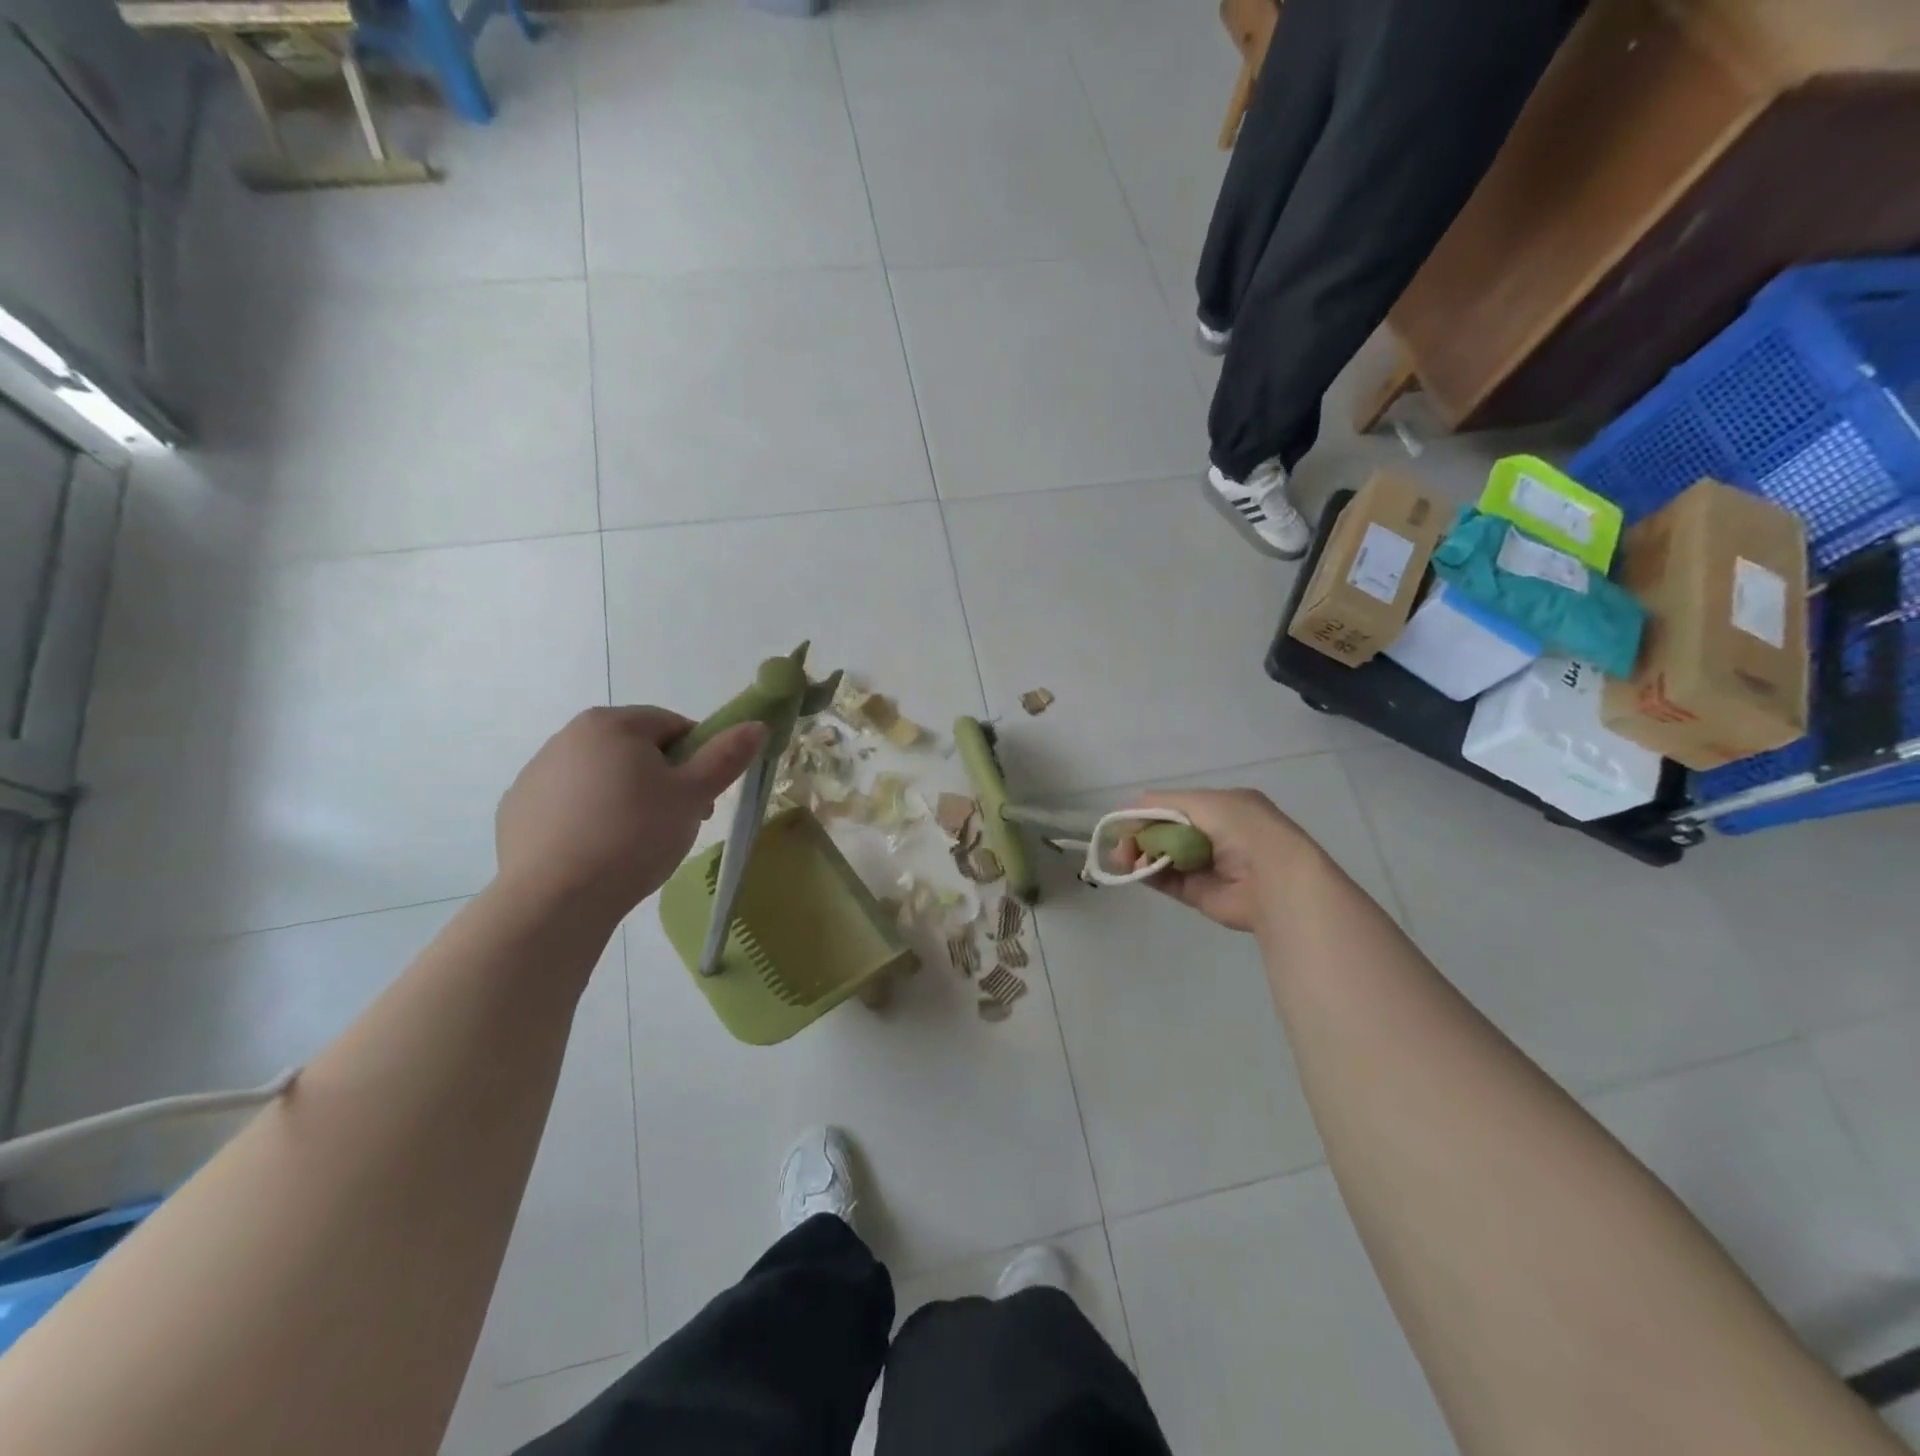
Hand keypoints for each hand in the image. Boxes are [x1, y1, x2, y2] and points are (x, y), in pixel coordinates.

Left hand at [495, 706, 764, 917]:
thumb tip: (756, 725)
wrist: (554, 900)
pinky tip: (600, 854)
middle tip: (679, 822)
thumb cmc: (633, 836)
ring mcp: (536, 774)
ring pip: (602, 778)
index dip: (699, 757)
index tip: (704, 796)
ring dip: (627, 799)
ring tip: (639, 844)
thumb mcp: (693, 796)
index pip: (673, 725)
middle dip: (664, 780)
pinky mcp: (517, 811)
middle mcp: (567, 737)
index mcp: (612, 724)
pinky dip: (590, 820)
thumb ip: (725, 757)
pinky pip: (569, 806)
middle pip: (636, 750)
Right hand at [1120, 788, 1322, 932]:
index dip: (1148, 812)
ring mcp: (1206, 865)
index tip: (1126, 821)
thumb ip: (1163, 803)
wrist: (1275, 879)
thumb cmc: (1242, 829)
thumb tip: (1130, 812)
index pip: (1174, 807)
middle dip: (1140, 835)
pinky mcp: (1199, 893)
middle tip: (1122, 846)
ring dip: (1140, 855)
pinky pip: (1167, 880)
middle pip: (1164, 831)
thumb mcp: (1204, 802)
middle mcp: (1213, 835)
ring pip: (1162, 856)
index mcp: (1221, 808)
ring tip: (1125, 859)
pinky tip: (1136, 870)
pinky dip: (1149, 874)